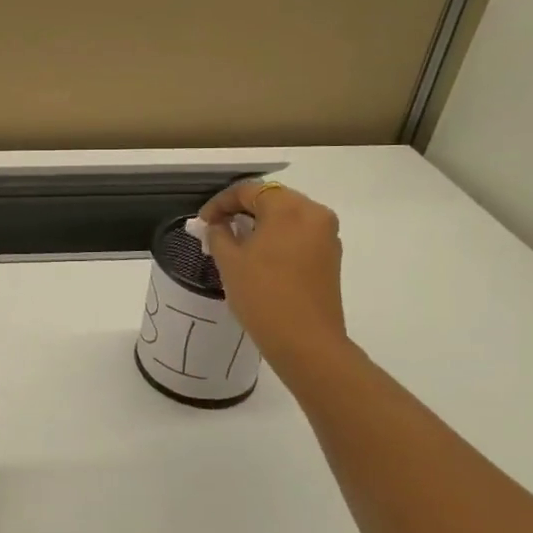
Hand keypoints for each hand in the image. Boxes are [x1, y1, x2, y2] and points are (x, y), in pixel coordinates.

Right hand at [198, 180, 349, 368]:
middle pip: (271, 199)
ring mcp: (327, 236)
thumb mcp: (230, 261)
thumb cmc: (263, 295)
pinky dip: (276, 237)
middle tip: (216, 228)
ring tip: (234, 242)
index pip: (249, 191)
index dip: (220, 203)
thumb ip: (219, 234)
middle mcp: (314, 214)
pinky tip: (258, 256)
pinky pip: (298, 234)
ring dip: (259, 224)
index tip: (202, 222)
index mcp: (290, 208)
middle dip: (241, 210)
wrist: (305, 342)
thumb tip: (218, 225)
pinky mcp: (330, 257)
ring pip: (286, 217)